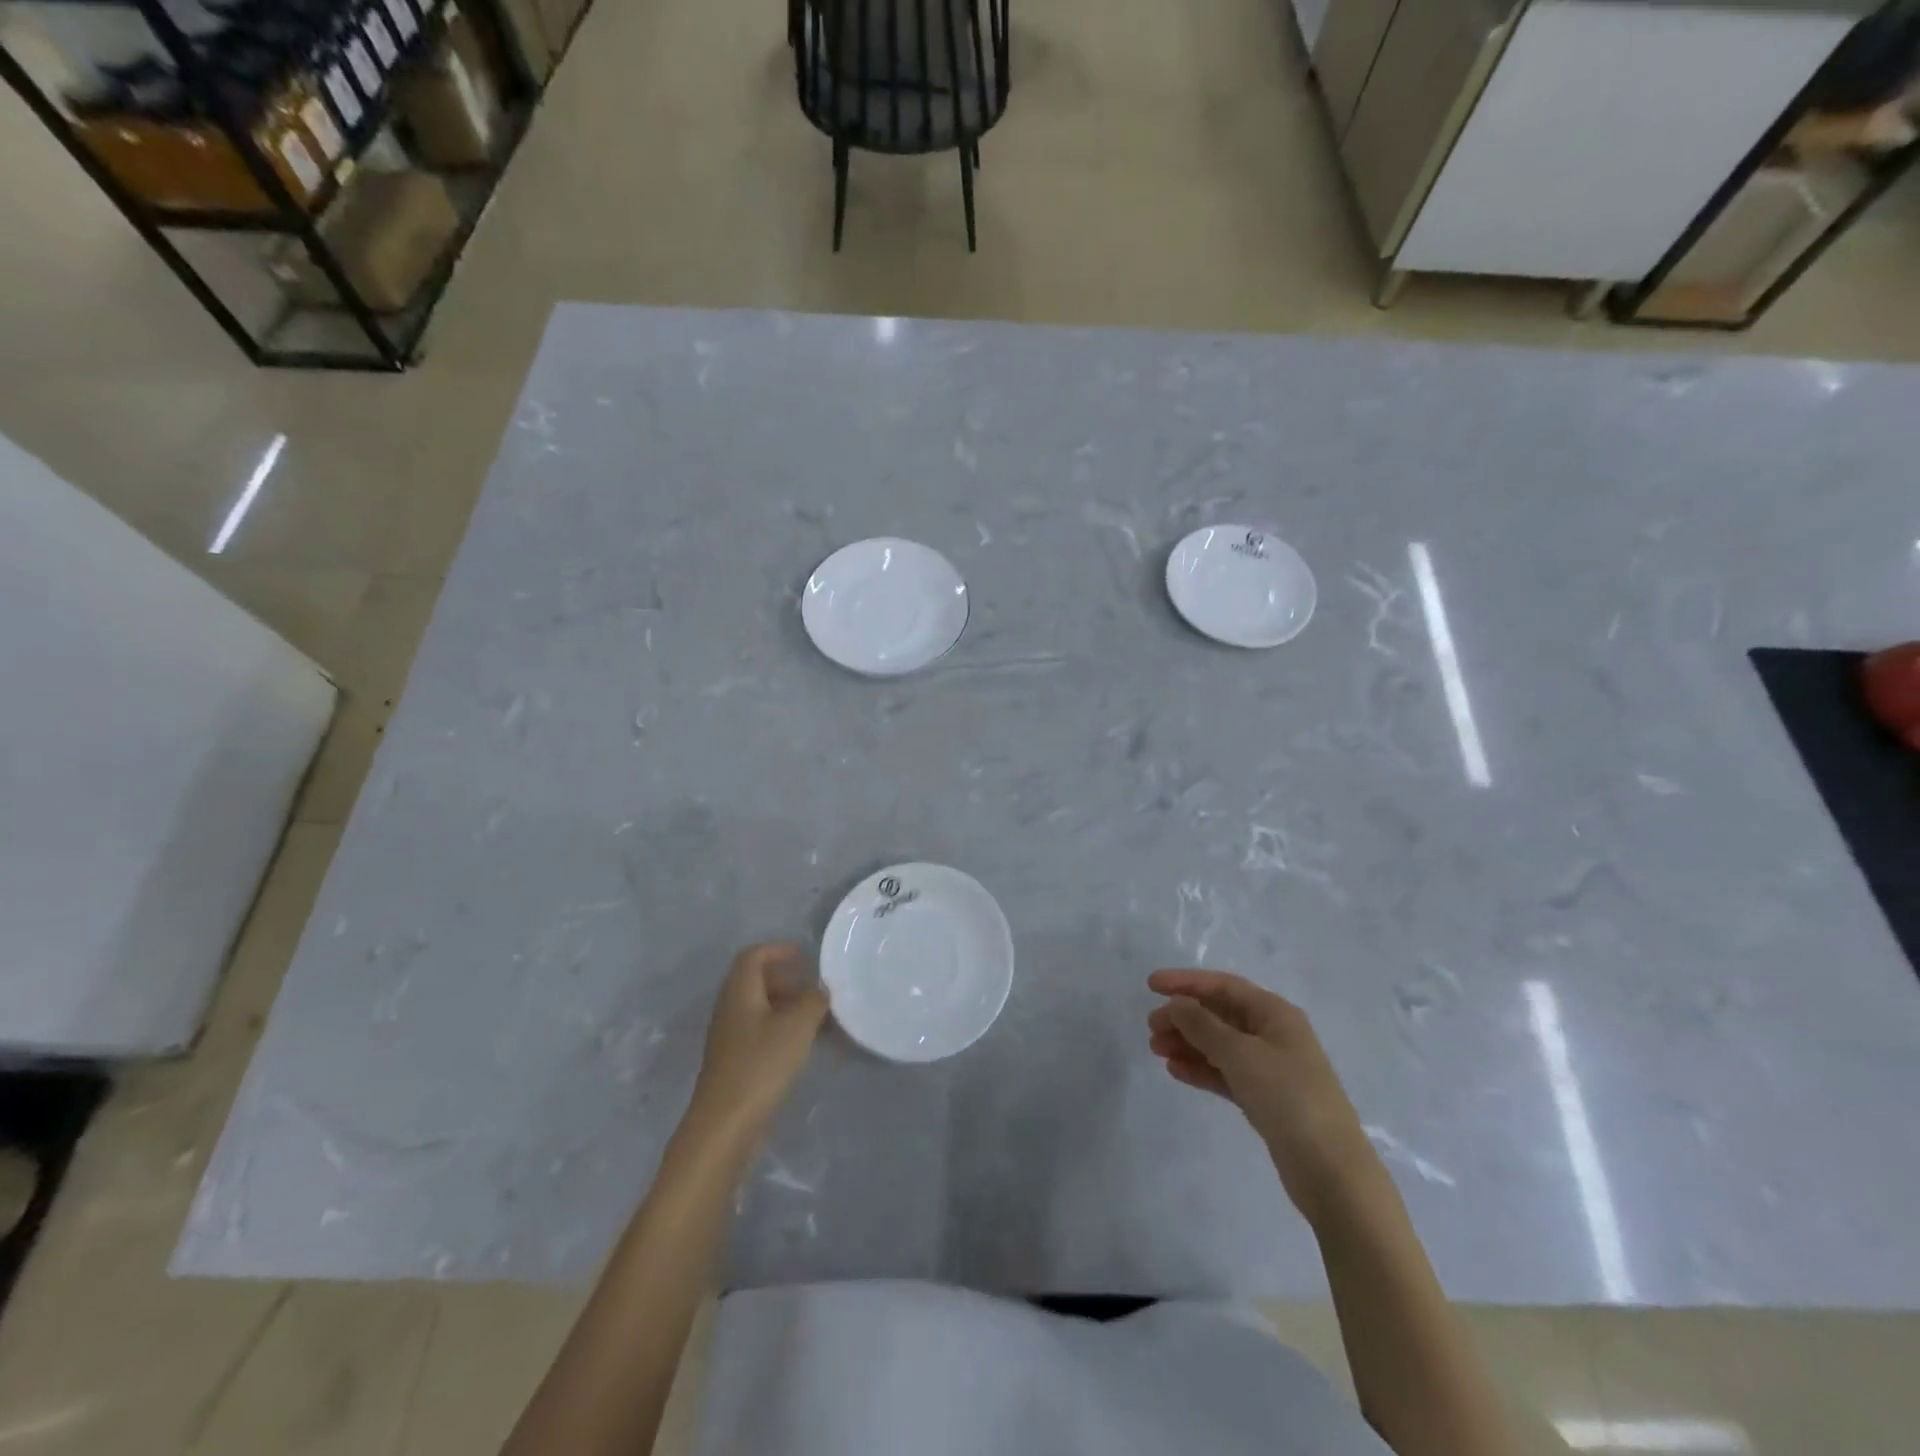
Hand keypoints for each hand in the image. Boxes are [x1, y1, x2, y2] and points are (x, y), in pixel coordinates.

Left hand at [689, 943, 829, 1139]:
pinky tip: (804, 1048)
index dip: (778, 949)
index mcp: (739, 992)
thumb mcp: (798, 1025)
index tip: (804, 956)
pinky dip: (782, 1031)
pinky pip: (760, 1033)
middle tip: (816, 993)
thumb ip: (814, 1000)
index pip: (753, 956)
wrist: (725, 1124)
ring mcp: (729, 1038)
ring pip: (760, 1009)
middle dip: (788, 981)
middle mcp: (730, 1009)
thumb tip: (820, 990)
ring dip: (788, 1009)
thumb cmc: (761, 1064)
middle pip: (756, 982)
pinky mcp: (734, 1063)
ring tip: (818, 1022)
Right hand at [1147, 969, 1374, 1224]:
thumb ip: (1203, 1025)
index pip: (1223, 986)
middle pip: (1220, 1015)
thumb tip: (1176, 1004)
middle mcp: (1273, 1034)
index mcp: (1275, 1014)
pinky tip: (1176, 1071)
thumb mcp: (1240, 1054)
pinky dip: (1201, 1069)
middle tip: (1151, 1027)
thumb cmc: (1288, 1097)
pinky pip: (1225, 1073)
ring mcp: (1270, 1068)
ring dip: (1188, 1043)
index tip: (1150, 985)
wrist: (1331, 1171)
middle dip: (1184, 1017)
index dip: (1186, 982)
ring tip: (1156, 1049)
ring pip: (1220, 1045)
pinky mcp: (1265, 1099)